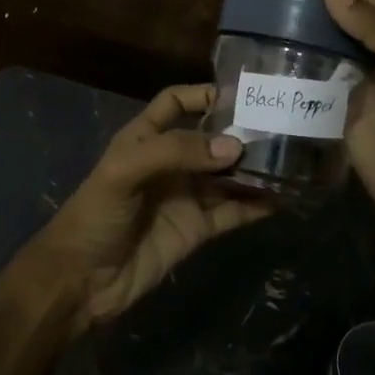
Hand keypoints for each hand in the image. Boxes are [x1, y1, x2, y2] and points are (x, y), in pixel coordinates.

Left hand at [25, 83, 273, 333]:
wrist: (81, 281)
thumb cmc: (96, 214)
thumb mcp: (125, 170)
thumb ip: (176, 152)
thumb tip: (234, 147)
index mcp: (145, 137)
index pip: (175, 102)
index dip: (202, 94)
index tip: (241, 93)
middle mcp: (170, 162)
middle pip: (211, 138)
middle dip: (241, 131)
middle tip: (282, 125)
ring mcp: (186, 196)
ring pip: (227, 174)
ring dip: (254, 167)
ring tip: (292, 159)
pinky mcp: (198, 229)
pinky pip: (233, 211)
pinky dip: (256, 204)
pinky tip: (283, 197)